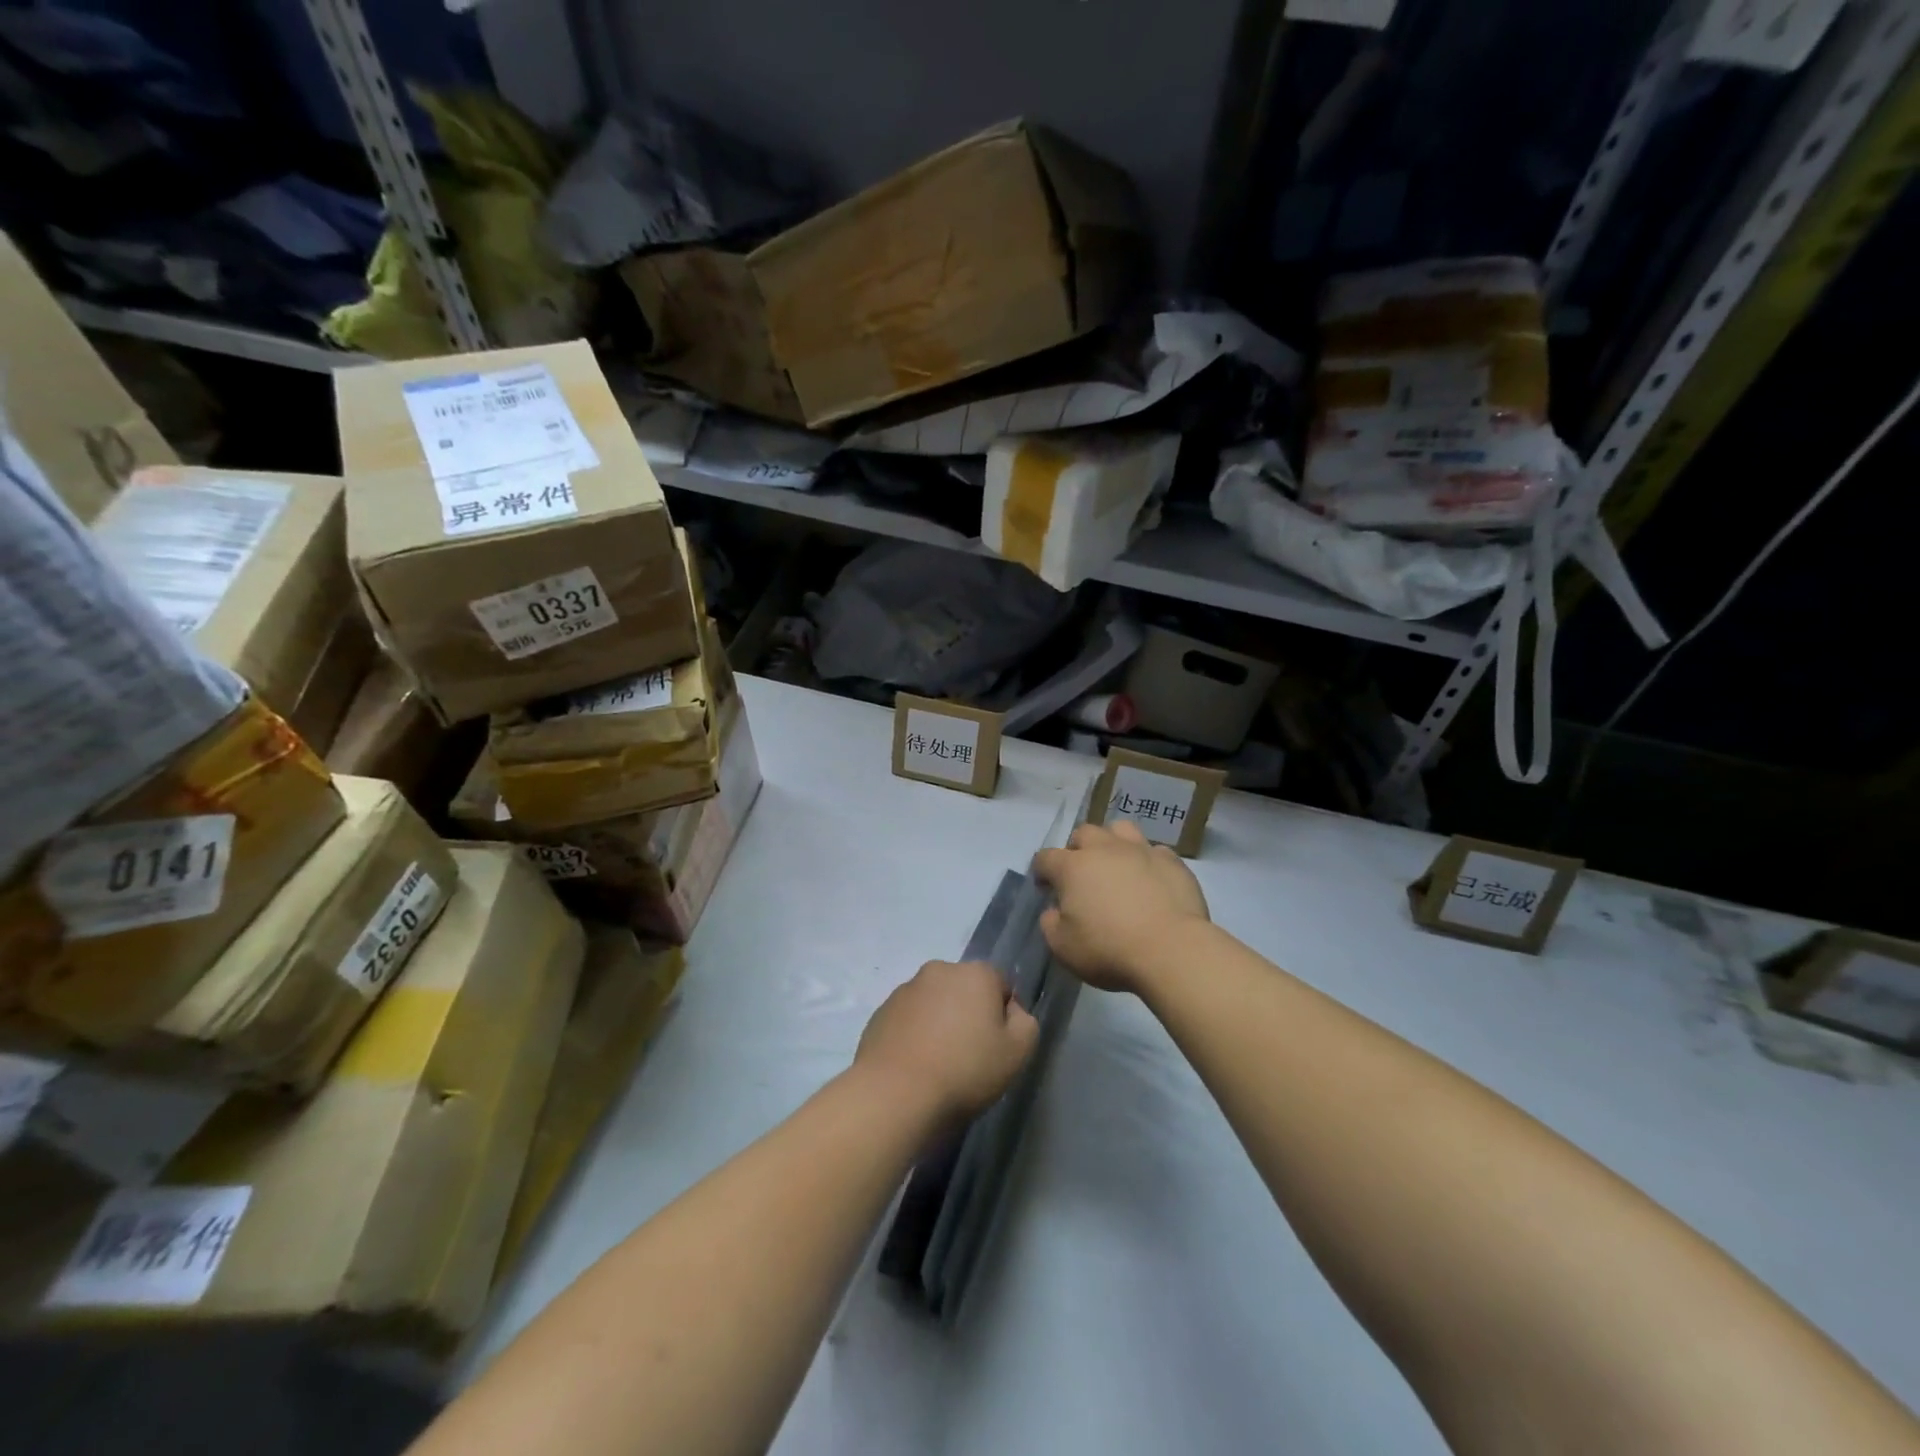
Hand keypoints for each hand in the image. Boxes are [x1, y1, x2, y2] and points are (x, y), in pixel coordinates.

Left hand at [854, 960, 1038, 1123]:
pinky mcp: (881, 1011)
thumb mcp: (1017, 1052)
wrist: (895, 1094)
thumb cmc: (965, 1070)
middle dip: (969, 1014)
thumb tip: (1010, 1011)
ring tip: (938, 1064)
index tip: (997, 1047)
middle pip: (965, 990)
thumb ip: (1025, 1022)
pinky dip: (915, 1034)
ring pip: (935, 1003)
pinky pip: (909, 1019)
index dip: (1003, 1016)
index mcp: (975, 973)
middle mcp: (939, 970)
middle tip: (969, 1056)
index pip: (1000, 985)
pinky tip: (915, 1066)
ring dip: (940, 1023)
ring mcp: (905, 989)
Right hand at [1032, 820, 1208, 993]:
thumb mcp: (1063, 947)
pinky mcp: (1172, 861)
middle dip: (1078, 849)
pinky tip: (1151, 881)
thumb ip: (1051, 924)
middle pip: (1084, 833)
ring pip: (1121, 829)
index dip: (1042, 871)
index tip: (1046, 889)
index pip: (1045, 857)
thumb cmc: (1110, 950)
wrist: (1172, 950)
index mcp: (1073, 867)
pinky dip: (1148, 861)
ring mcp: (1141, 851)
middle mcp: (1105, 849)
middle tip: (1083, 875)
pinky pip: (1155, 851)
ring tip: (1117, 865)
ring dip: (1113, 843)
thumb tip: (1054, 911)